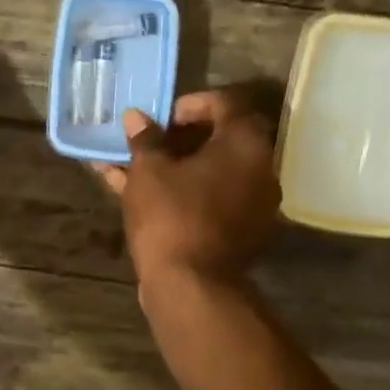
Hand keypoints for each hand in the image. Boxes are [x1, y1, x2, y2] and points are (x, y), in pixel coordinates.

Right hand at [95, 89, 280, 288]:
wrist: (191, 287)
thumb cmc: (171, 214)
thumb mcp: (149, 170)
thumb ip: (145, 138)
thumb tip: (136, 116)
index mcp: (246, 144)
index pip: (226, 103)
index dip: (191, 104)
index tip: (162, 117)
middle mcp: (260, 169)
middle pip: (219, 139)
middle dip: (177, 138)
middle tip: (146, 141)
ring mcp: (252, 204)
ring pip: (209, 172)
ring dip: (172, 166)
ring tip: (130, 166)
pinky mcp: (239, 231)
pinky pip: (208, 198)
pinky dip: (180, 191)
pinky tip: (138, 192)